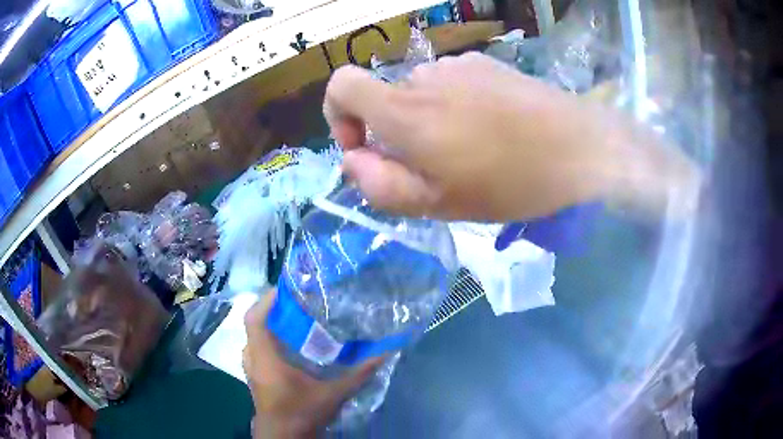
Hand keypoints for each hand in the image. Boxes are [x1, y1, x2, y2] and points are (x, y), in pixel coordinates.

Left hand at [243, 290, 382, 437]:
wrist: (283, 436)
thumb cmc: (302, 413)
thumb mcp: (333, 395)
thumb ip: (358, 375)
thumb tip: (384, 354)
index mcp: (265, 358)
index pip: (255, 318)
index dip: (267, 299)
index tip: (288, 288)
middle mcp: (253, 358)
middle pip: (254, 322)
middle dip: (273, 308)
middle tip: (298, 301)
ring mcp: (251, 367)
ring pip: (254, 335)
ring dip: (270, 323)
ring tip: (294, 317)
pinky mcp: (254, 374)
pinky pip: (257, 346)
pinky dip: (269, 337)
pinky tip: (289, 343)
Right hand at [324, 52, 694, 220]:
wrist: (581, 148)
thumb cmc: (513, 182)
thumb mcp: (440, 204)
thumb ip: (381, 186)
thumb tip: (353, 160)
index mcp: (406, 112)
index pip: (340, 85)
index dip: (338, 115)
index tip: (365, 146)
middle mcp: (425, 78)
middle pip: (385, 98)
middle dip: (396, 134)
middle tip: (437, 168)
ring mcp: (458, 65)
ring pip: (420, 94)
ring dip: (429, 122)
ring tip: (471, 151)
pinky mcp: (486, 63)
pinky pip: (451, 84)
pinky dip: (455, 106)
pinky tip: (492, 128)